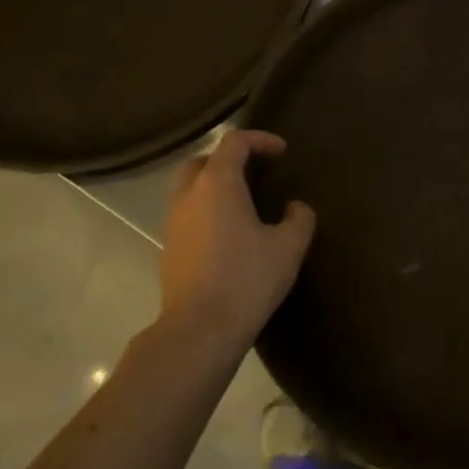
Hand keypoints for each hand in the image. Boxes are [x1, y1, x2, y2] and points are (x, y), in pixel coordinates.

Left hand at [156, 130, 315, 352]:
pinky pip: (187, 216)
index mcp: (217, 185)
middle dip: (226, 158)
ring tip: (243, 202)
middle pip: (200, 161)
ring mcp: (173, 224)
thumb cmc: (247, 279)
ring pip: (188, 189)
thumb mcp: (289, 247)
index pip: (233, 143)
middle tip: (253, 170)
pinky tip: (229, 234)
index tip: (281, 151)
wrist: (200, 329)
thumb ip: (299, 219)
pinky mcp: (169, 250)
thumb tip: (296, 207)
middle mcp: (189, 196)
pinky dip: (206, 211)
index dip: (259, 140)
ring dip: (213, 186)